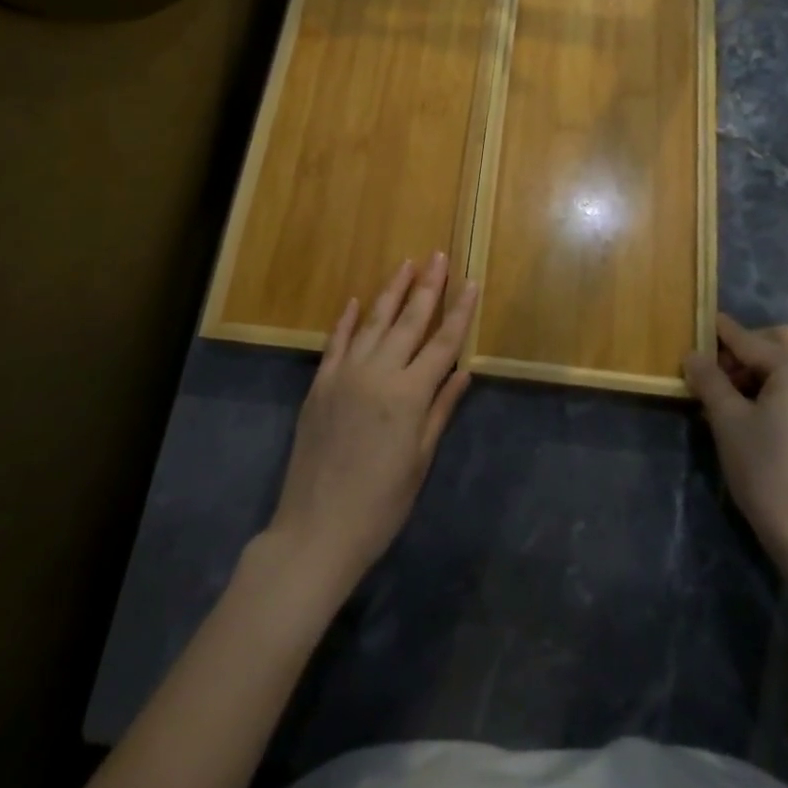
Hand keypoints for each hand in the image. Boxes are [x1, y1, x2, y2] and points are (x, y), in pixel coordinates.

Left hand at [263, 253, 475, 597]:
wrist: (316, 531)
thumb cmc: (380, 505)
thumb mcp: (419, 461)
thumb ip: (440, 410)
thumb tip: (464, 372)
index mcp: (409, 395)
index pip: (443, 343)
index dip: (460, 311)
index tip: (472, 282)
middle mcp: (378, 374)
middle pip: (409, 321)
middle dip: (427, 286)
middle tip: (439, 256)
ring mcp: (345, 375)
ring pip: (374, 322)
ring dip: (391, 291)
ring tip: (406, 264)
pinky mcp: (320, 385)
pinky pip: (336, 342)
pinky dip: (348, 319)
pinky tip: (357, 300)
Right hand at [683, 312, 787, 578]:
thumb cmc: (766, 468)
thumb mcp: (727, 419)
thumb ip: (709, 379)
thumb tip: (692, 355)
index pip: (749, 339)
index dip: (719, 333)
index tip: (696, 324)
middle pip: (778, 342)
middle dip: (745, 348)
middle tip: (716, 369)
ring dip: (759, 369)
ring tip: (726, 394)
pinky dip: (775, 387)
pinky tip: (750, 412)